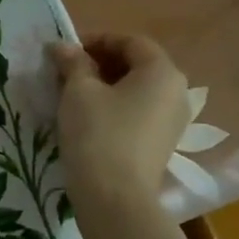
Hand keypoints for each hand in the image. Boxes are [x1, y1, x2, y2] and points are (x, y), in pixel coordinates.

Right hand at [48, 35, 190, 207]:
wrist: (115, 198)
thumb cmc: (98, 134)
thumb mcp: (78, 92)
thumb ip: (72, 63)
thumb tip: (62, 46)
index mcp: (161, 71)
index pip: (130, 42)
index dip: (96, 41)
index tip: (66, 52)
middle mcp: (176, 91)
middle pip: (137, 65)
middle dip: (100, 63)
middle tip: (66, 72)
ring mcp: (173, 120)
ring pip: (137, 90)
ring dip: (106, 86)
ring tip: (73, 96)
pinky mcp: (162, 143)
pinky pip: (139, 112)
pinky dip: (116, 107)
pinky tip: (89, 119)